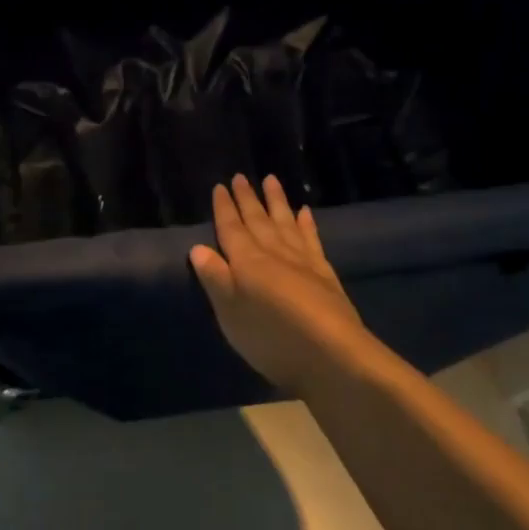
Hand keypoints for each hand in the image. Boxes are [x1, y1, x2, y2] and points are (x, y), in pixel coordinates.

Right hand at [190, 175, 368, 396]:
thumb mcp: (230, 313)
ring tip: (271, 179)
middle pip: (257, 220)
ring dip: (277, 201)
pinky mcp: (324, 272)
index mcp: (246, 261)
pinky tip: (305, 211)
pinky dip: (306, 223)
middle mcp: (273, 253)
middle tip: (241, 176)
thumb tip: (198, 247)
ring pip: (285, 222)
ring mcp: (302, 260)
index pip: (231, 229)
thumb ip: (215, 278)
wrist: (330, 353)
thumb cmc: (270, 337)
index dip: (224, 208)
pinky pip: (311, 238)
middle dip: (247, 198)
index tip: (220, 186)